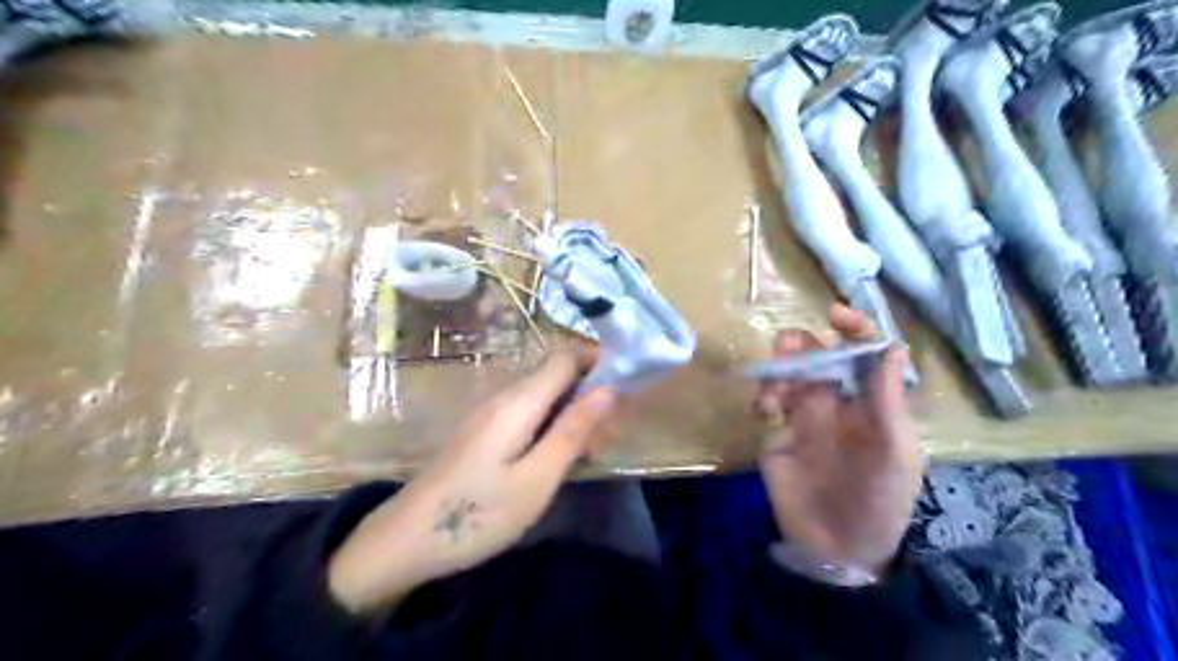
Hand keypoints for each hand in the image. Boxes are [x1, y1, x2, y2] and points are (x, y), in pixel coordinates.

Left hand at [324, 350, 615, 613]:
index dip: (598, 361)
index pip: (566, 356)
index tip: (624, 390)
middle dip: (590, 394)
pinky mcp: (483, 430)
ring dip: (573, 414)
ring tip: (589, 454)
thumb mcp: (537, 478)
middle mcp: (504, 396)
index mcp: (519, 401)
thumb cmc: (477, 513)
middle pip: (556, 374)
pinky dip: (552, 426)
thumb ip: (573, 430)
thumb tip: (610, 388)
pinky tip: (556, 458)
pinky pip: (527, 413)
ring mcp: (490, 412)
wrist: (406, 539)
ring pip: (544, 395)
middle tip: (608, 437)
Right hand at [759, 306, 924, 577]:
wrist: (840, 547)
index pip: (863, 353)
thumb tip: (891, 345)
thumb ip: (887, 399)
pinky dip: (763, 396)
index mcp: (871, 401)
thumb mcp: (894, 450)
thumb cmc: (880, 500)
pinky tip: (766, 411)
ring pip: (787, 373)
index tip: (833, 314)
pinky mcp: (777, 432)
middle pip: (817, 356)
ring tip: (775, 393)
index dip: (852, 328)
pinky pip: (766, 401)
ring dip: (779, 370)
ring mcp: (804, 416)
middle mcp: (836, 400)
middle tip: (790, 350)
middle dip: (802, 344)